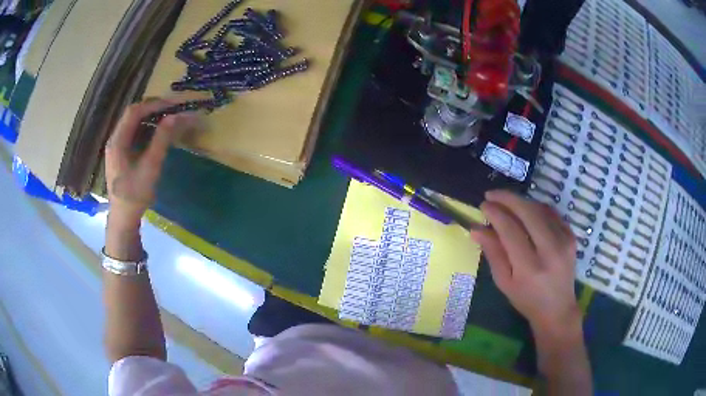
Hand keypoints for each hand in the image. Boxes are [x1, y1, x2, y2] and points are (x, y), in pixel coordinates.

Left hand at [105, 100, 194, 227]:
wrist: (123, 218)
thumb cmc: (135, 195)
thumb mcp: (150, 167)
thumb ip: (161, 140)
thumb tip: (176, 116)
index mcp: (117, 141)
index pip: (135, 111)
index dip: (154, 104)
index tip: (173, 105)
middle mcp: (114, 139)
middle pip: (133, 114)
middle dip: (153, 109)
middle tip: (172, 109)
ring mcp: (116, 146)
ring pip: (133, 123)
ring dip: (150, 118)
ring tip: (168, 119)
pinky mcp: (120, 154)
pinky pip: (133, 133)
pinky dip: (146, 129)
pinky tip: (157, 134)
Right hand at [471, 190, 579, 336]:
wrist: (558, 308)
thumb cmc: (526, 299)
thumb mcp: (504, 282)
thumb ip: (492, 253)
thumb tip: (476, 228)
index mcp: (529, 267)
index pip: (510, 230)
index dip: (495, 213)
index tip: (483, 205)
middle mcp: (550, 251)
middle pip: (528, 212)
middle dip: (508, 198)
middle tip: (492, 195)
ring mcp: (564, 241)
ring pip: (540, 209)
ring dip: (521, 202)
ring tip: (507, 203)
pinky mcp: (571, 236)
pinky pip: (552, 214)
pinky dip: (536, 208)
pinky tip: (526, 211)